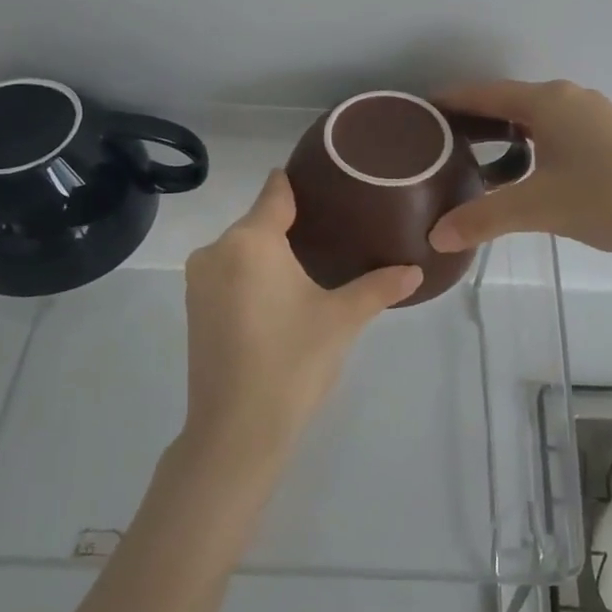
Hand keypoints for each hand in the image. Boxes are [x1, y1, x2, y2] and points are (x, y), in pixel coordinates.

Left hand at [183, 171, 419, 468]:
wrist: (236, 431)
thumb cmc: (292, 361)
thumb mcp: (342, 319)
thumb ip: (379, 286)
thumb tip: (417, 270)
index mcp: (250, 241)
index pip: (276, 192)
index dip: (301, 183)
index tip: (330, 180)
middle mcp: (216, 251)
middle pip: (260, 221)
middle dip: (294, 223)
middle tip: (339, 231)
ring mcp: (199, 282)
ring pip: (243, 249)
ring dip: (273, 252)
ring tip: (316, 263)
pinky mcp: (194, 310)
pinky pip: (230, 274)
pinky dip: (254, 275)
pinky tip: (283, 295)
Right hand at [428, 80, 611, 258]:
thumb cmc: (606, 198)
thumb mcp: (538, 208)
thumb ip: (483, 220)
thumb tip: (434, 238)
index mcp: (547, 101)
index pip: (483, 93)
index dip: (449, 102)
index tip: (418, 114)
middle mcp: (568, 98)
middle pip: (507, 101)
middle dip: (473, 119)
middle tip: (438, 143)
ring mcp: (593, 115)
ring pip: (534, 117)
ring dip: (503, 134)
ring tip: (473, 159)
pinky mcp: (610, 135)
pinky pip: (555, 130)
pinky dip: (530, 143)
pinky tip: (524, 172)